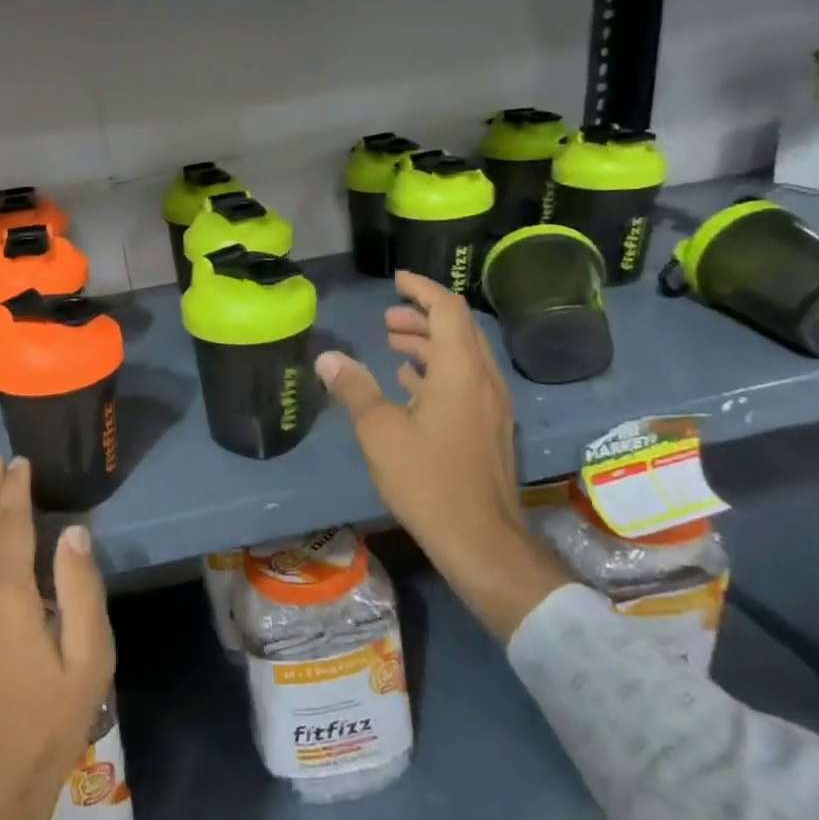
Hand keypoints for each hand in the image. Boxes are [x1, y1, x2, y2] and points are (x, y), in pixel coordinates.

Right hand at [316, 270, 570, 641]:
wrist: (480, 539)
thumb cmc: (427, 479)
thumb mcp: (379, 431)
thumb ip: (354, 388)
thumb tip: (328, 358)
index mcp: (460, 370)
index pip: (447, 310)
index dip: (422, 289)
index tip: (397, 280)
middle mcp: (483, 380)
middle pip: (458, 331)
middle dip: (422, 318)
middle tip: (387, 320)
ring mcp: (490, 406)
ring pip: (462, 358)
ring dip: (429, 346)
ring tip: (393, 347)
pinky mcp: (488, 429)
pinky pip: (464, 383)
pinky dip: (437, 372)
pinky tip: (411, 386)